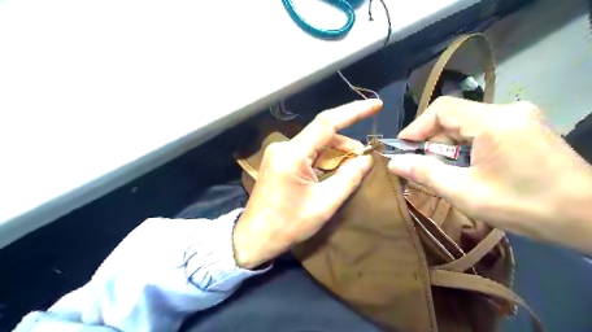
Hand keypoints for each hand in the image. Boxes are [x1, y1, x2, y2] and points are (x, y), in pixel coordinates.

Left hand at [229, 100, 380, 268]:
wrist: (255, 238)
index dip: (353, 112)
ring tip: (350, 168)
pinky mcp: (279, 161)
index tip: (376, 105)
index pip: (326, 123)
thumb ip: (349, 178)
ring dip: (335, 152)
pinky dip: (323, 159)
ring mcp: (279, 153)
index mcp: (292, 155)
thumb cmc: (288, 225)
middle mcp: (283, 147)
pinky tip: (332, 171)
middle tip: (363, 159)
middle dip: (346, 143)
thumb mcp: (324, 204)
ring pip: (315, 143)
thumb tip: (367, 159)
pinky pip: (307, 152)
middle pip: (322, 134)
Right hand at [387, 96, 591, 254]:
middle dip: (434, 141)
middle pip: (455, 116)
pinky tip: (469, 166)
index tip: (403, 148)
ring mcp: (521, 118)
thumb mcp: (465, 192)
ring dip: (450, 145)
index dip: (417, 127)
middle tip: (425, 166)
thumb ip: (426, 174)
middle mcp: (508, 111)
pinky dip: (468, 145)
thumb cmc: (524, 206)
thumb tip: (394, 163)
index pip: (442, 109)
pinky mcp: (527, 128)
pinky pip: (484, 129)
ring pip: (469, 123)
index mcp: (493, 122)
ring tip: (447, 171)